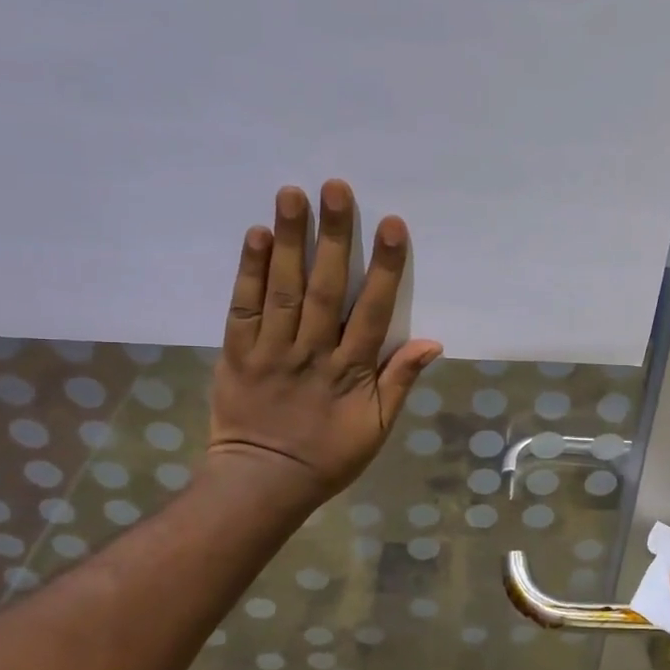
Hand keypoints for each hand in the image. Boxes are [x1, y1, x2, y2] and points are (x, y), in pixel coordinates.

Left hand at [207, 180, 442, 504]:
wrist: (262, 483)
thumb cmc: (328, 457)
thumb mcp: (377, 429)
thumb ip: (400, 382)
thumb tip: (432, 342)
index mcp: (351, 372)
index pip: (372, 311)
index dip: (383, 268)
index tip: (391, 224)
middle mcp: (312, 353)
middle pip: (325, 288)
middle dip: (332, 237)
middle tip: (336, 187)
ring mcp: (271, 351)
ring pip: (283, 289)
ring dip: (290, 240)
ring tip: (293, 193)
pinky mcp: (237, 353)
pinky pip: (243, 307)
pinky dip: (249, 271)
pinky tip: (258, 234)